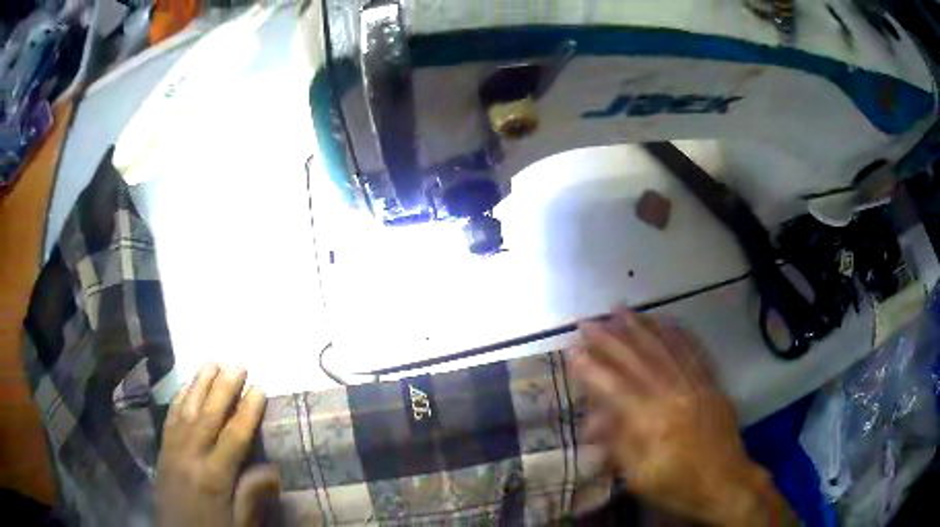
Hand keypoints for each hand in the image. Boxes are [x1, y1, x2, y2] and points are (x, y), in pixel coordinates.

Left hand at [157, 364, 279, 526]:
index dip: (247, 412)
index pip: (234, 438)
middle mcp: (191, 457)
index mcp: (214, 478)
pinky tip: (186, 387)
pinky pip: (170, 418)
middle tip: (238, 364)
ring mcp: (173, 450)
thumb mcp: (240, 523)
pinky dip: (179, 399)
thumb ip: (252, 496)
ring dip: (199, 385)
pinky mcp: (162, 450)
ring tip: (212, 362)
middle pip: (208, 416)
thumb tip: (272, 468)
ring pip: (187, 410)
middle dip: (224, 388)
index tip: (259, 389)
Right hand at [572, 308, 796, 525]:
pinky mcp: (712, 384)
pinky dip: (678, 334)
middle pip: (638, 360)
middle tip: (588, 321)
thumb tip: (592, 422)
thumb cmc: (679, 486)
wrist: (726, 483)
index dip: (592, 370)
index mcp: (652, 422)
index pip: (616, 388)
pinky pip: (694, 353)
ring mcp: (696, 386)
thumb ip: (617, 445)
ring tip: (621, 309)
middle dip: (609, 339)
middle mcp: (674, 395)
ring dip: (641, 327)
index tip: (573, 352)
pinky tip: (666, 320)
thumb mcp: (640, 478)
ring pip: (665, 349)